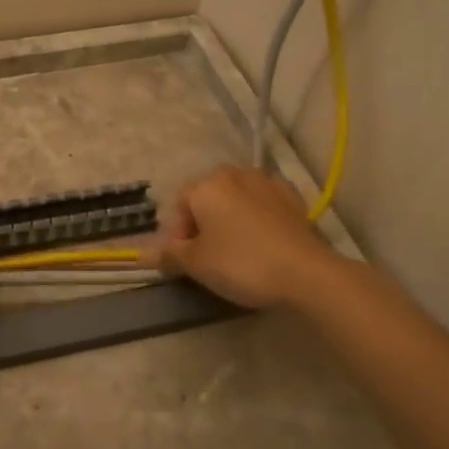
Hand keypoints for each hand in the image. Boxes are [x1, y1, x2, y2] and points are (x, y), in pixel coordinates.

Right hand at [152, 165, 340, 309]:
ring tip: (234, 249)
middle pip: (208, 197)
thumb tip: (142, 256)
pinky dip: (256, 218)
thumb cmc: (241, 264)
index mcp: (207, 185)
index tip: (184, 261)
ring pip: (236, 199)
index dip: (176, 234)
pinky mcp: (293, 198)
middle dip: (202, 223)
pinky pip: (263, 204)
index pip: (179, 205)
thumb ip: (169, 256)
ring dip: (230, 218)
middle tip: (207, 256)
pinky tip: (261, 241)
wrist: (306, 273)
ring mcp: (268, 183)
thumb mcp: (197, 264)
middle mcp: (236, 174)